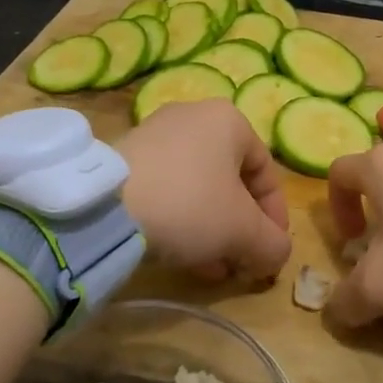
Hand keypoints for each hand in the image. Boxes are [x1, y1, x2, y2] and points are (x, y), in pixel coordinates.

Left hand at [118, 99, 291, 282]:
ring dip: (212, 228)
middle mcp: (194, 115)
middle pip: (231, 180)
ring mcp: (156, 133)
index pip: (267, 172)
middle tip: (240, 261)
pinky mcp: (126, 155)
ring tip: (211, 266)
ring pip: (199, 186)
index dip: (275, 217)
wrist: (106, 206)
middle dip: (240, 226)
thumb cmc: (190, 205)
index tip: (271, 251)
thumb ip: (272, 244)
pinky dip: (180, 218)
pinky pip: (167, 187)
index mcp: (229, 120)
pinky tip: (179, 253)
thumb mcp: (243, 231)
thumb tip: (276, 255)